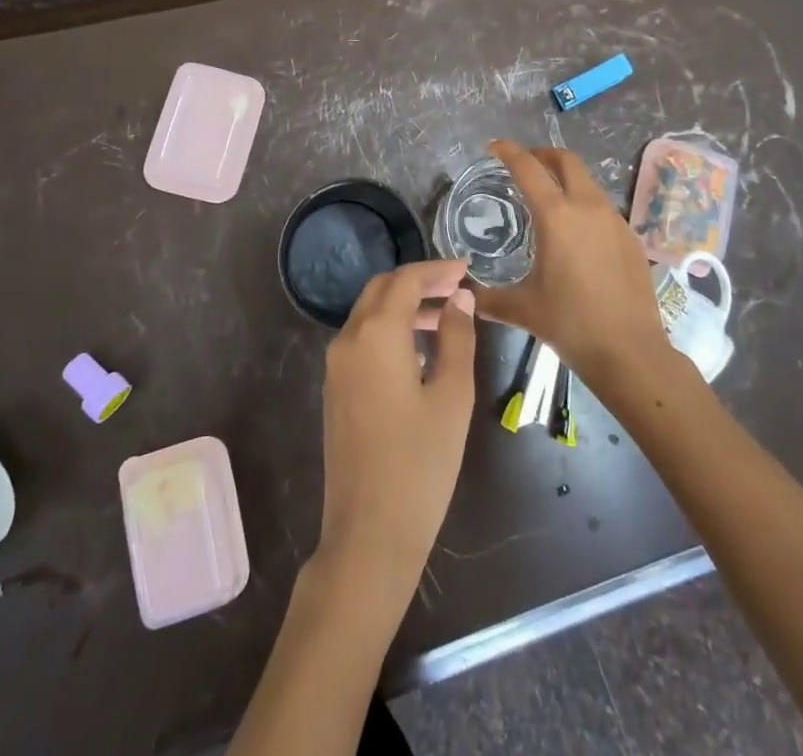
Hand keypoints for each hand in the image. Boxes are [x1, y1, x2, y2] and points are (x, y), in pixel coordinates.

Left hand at [317, 260, 477, 604]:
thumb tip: (459, 299)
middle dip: (418, 282)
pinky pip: (362, 340)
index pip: (405, 280)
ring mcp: (336, 366)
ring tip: (446, 319)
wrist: (369, 533)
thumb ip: (457, 338)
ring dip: (404, 307)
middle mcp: (348, 340)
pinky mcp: (335, 389)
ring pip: (369, 314)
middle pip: (381, 290)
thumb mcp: (452, 396)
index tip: (466, 269)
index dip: (437, 270)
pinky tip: (419, 350)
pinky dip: (390, 330)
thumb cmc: (420, 464)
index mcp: (375, 334)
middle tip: (457, 288)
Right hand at [474, 140, 669, 385]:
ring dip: (566, 179)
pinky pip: (603, 207)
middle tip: (525, 164)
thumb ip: (489, 299)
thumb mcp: (522, 310)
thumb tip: (464, 296)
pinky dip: (585, 205)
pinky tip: (578, 234)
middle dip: (543, 155)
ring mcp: (614, 220)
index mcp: (556, 216)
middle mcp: (587, 207)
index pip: (528, 168)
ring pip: (588, 182)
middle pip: (566, 160)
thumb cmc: (571, 324)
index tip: (495, 147)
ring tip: (549, 199)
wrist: (631, 352)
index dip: (509, 152)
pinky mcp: (631, 237)